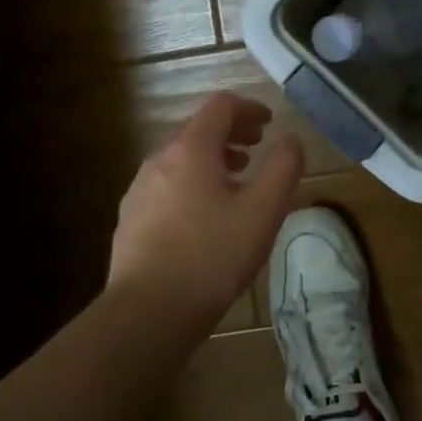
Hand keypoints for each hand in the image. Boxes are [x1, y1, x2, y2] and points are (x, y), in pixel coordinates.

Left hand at [109, 92, 303, 337]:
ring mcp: (139, 189)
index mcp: (191, 149)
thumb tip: (291, 139)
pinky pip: (167, 186)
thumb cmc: (212, 256)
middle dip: (231, 134)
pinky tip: (205, 218)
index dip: (249, 108)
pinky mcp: (130, 219)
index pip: (221, 106)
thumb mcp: (263, 211)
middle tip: (257, 149)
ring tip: (236, 183)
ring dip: (212, 160)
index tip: (269, 123)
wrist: (147, 314)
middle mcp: (159, 159)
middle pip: (198, 130)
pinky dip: (192, 184)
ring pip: (181, 160)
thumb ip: (283, 167)